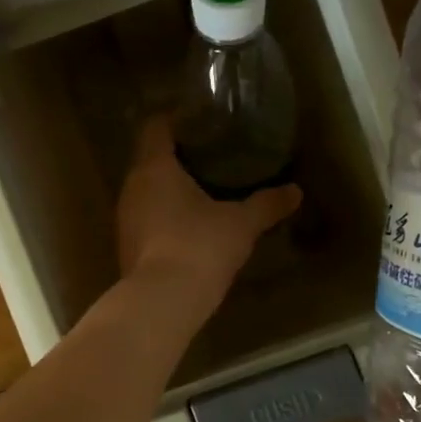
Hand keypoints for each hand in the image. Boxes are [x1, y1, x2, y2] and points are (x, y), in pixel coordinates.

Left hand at [116, 116, 300, 313]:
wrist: (162, 302)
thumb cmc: (200, 247)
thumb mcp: (241, 224)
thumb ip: (266, 204)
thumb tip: (295, 191)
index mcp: (154, 168)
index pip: (156, 127)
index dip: (176, 119)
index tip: (201, 121)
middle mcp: (132, 187)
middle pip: (150, 159)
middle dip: (177, 156)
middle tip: (211, 156)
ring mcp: (125, 219)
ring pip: (146, 191)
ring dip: (170, 188)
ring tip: (203, 190)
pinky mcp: (126, 246)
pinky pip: (146, 218)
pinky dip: (164, 215)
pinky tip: (189, 226)